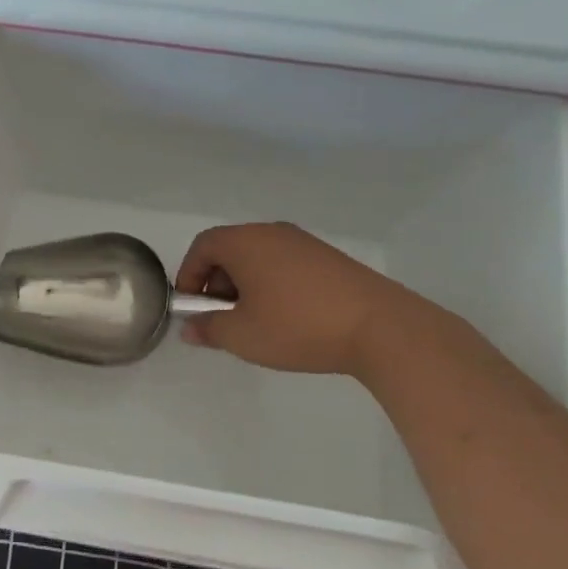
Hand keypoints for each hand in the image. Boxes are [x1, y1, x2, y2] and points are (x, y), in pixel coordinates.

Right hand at [174, 222, 407, 374]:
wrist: (379, 327)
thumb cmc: (296, 326)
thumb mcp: (241, 336)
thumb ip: (208, 329)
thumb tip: (191, 328)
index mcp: (246, 242)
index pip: (203, 246)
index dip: (188, 275)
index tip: (190, 308)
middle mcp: (273, 233)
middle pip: (230, 249)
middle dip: (216, 283)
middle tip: (221, 319)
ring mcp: (305, 243)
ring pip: (259, 258)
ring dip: (245, 286)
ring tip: (254, 322)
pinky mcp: (329, 259)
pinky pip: (285, 265)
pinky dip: (272, 285)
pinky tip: (286, 319)